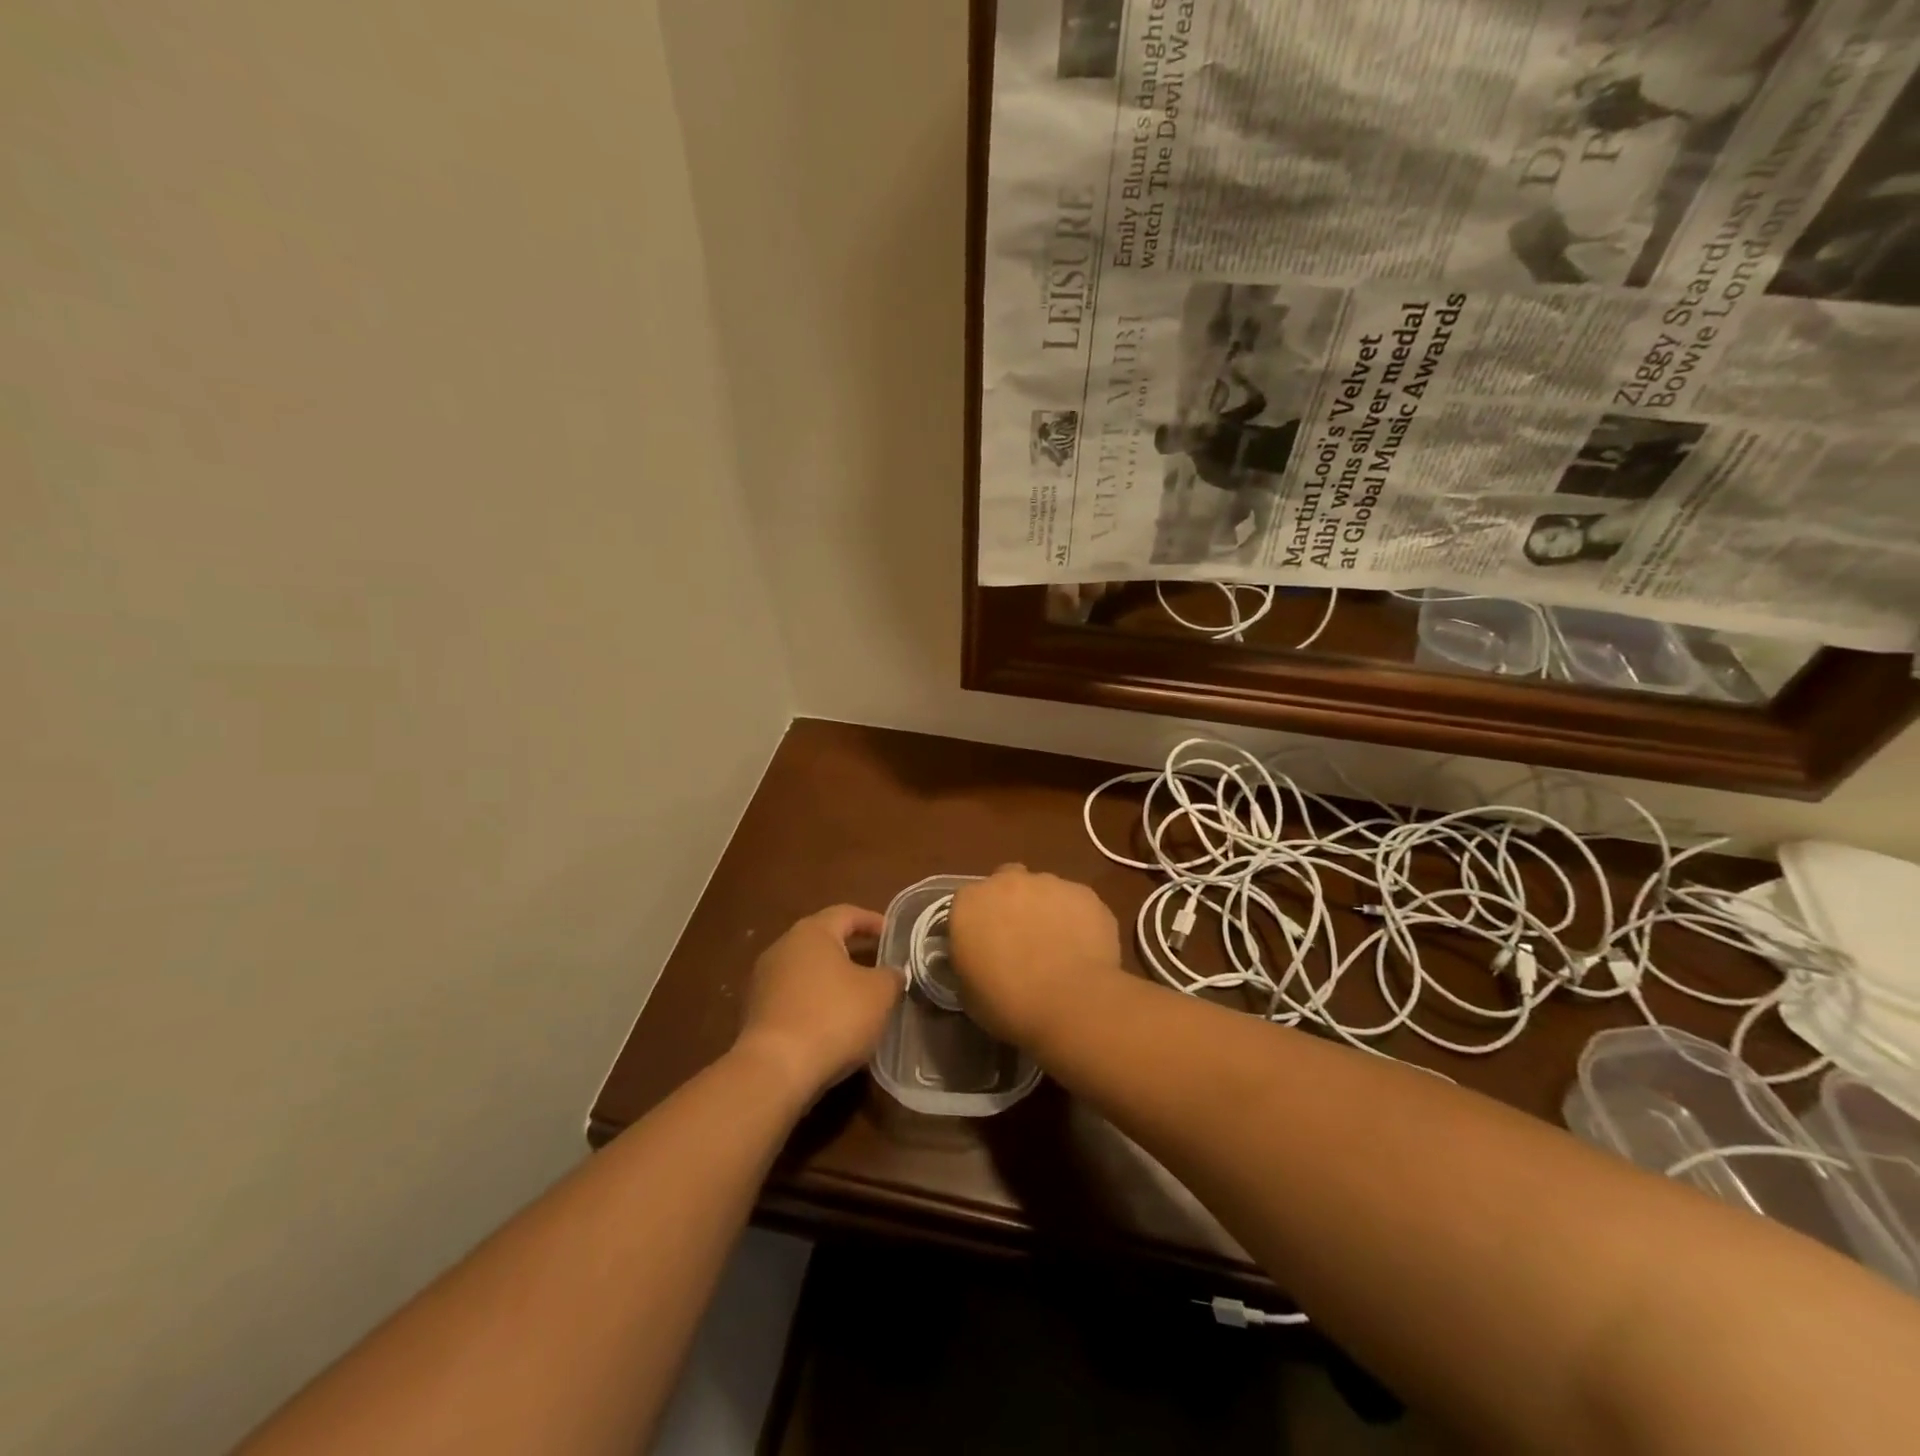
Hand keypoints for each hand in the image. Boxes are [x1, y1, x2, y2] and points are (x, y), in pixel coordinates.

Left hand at [733, 905, 902, 1099]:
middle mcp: (783, 947)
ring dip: (831, 980)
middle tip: (876, 964)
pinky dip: (814, 1003)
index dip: (872, 921)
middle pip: (823, 940)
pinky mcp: (755, 1013)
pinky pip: (793, 998)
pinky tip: (831, 1024)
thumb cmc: (834, 1017)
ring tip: (856, 998)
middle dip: (851, 950)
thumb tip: (891, 973)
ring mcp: (764, 980)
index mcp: (812, 932)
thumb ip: (891, 976)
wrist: (775, 1070)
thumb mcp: (880, 993)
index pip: (846, 913)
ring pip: (807, 971)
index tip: (892, 933)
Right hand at [947, 866, 1123, 1046]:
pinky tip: (1082, 949)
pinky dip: (1076, 919)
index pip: (966, 904)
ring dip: (1044, 910)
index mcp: (969, 904)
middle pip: (1006, 883)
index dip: (976, 925)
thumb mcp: (969, 992)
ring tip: (1057, 947)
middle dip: (1010, 904)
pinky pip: (1075, 903)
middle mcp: (1007, 882)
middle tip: (1020, 940)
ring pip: (1043, 890)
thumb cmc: (1009, 1004)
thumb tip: (980, 960)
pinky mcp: (1085, 893)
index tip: (984, 948)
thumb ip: (969, 963)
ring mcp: (1049, 883)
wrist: (1072, 1003)